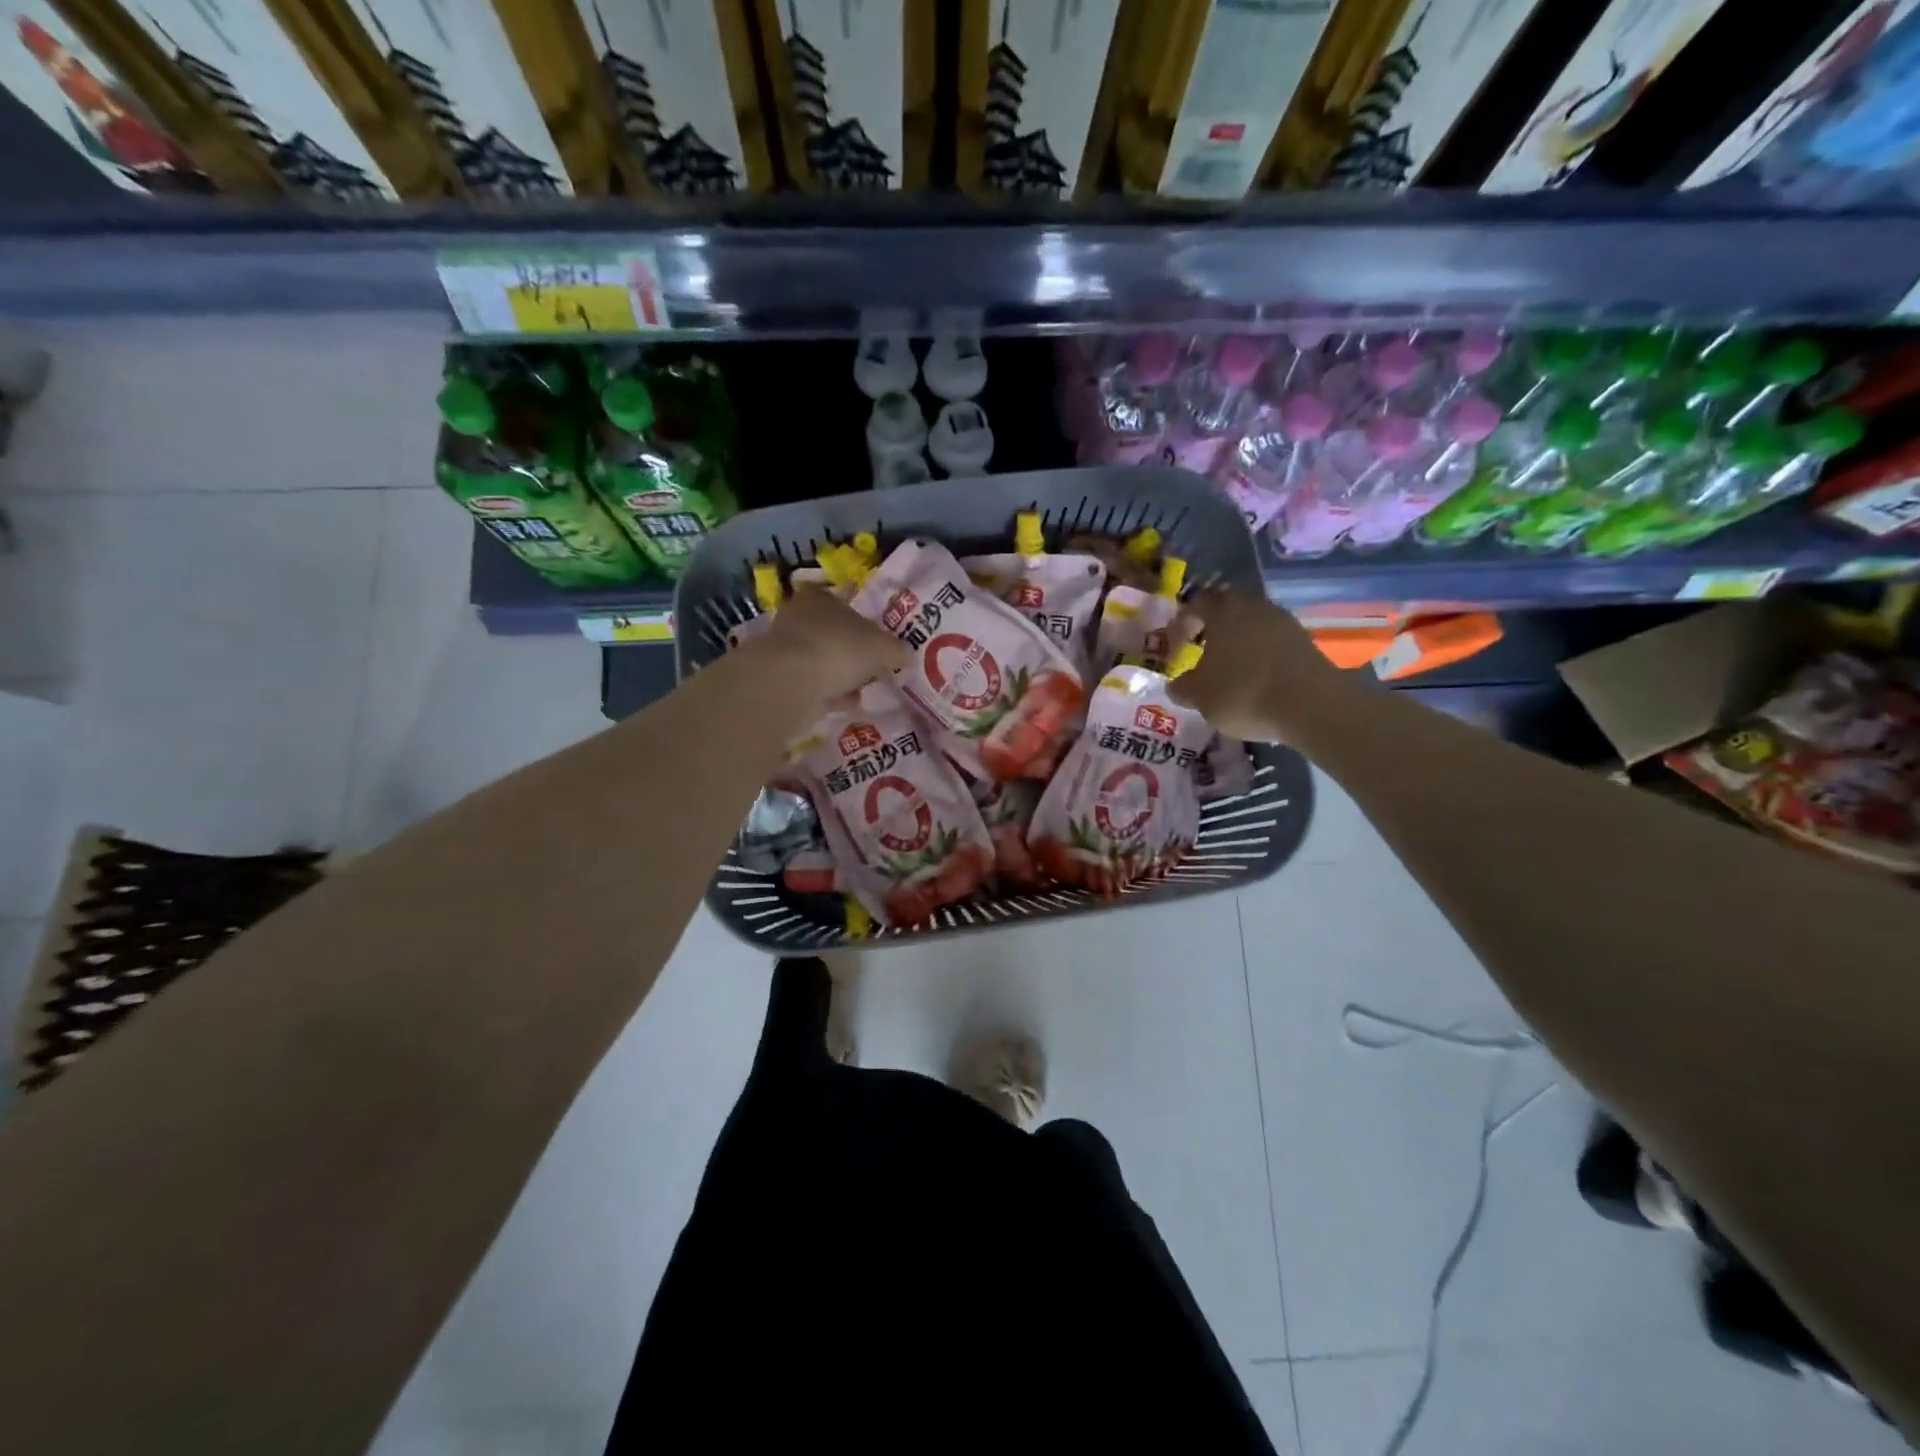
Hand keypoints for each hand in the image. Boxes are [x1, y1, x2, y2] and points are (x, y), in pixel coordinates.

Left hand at [755, 585, 909, 705]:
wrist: (790, 683)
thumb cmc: (839, 649)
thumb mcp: (882, 647)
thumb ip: (896, 650)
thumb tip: (905, 656)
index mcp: (819, 597)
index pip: (838, 597)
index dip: (856, 613)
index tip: (872, 632)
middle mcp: (798, 617)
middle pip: (830, 631)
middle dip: (851, 649)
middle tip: (873, 664)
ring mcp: (786, 650)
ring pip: (821, 659)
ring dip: (841, 675)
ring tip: (864, 690)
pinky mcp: (780, 679)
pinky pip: (812, 684)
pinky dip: (830, 693)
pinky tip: (847, 704)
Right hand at [1169, 589, 1355, 743]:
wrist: (1311, 705)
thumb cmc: (1243, 692)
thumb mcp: (1200, 696)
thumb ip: (1183, 687)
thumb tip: (1176, 685)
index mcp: (1223, 611)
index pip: (1195, 603)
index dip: (1181, 623)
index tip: (1175, 647)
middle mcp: (1255, 606)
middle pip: (1227, 609)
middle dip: (1212, 629)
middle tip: (1201, 654)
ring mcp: (1284, 622)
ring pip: (1252, 624)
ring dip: (1239, 642)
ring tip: (1230, 670)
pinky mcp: (1305, 641)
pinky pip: (1273, 641)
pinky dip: (1261, 655)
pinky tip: (1257, 680)